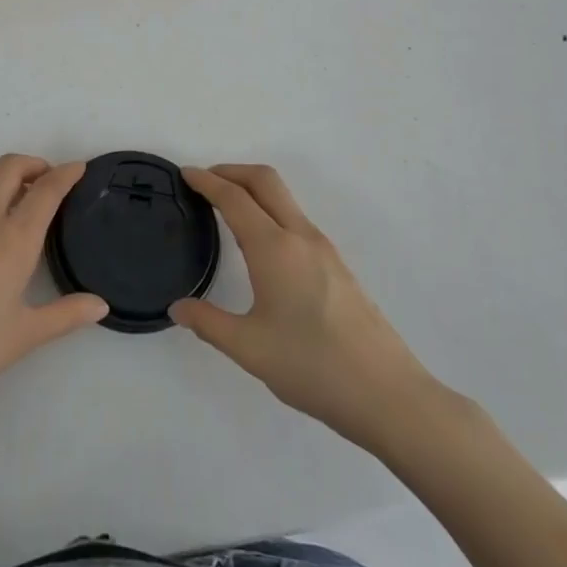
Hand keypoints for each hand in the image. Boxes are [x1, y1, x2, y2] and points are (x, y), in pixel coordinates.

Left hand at [0, 156, 107, 425]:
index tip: (80, 168)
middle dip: (33, 164)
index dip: (66, 174)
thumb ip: (66, 315)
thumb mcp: (24, 336)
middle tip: (46, 181)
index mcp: (13, 240)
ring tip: (10, 195)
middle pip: (9, 167)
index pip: (46, 191)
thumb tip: (101, 305)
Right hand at [171, 165, 436, 449]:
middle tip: (205, 181)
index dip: (207, 181)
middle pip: (265, 181)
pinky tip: (262, 244)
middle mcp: (301, 237)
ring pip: (285, 199)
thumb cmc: (313, 367)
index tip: (185, 174)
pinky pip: (296, 220)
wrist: (388, 395)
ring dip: (254, 190)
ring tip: (228, 209)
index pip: (234, 198)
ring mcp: (324, 250)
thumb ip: (208, 323)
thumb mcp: (249, 349)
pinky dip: (271, 211)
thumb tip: (178, 308)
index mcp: (274, 248)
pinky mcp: (338, 267)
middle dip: (232, 171)